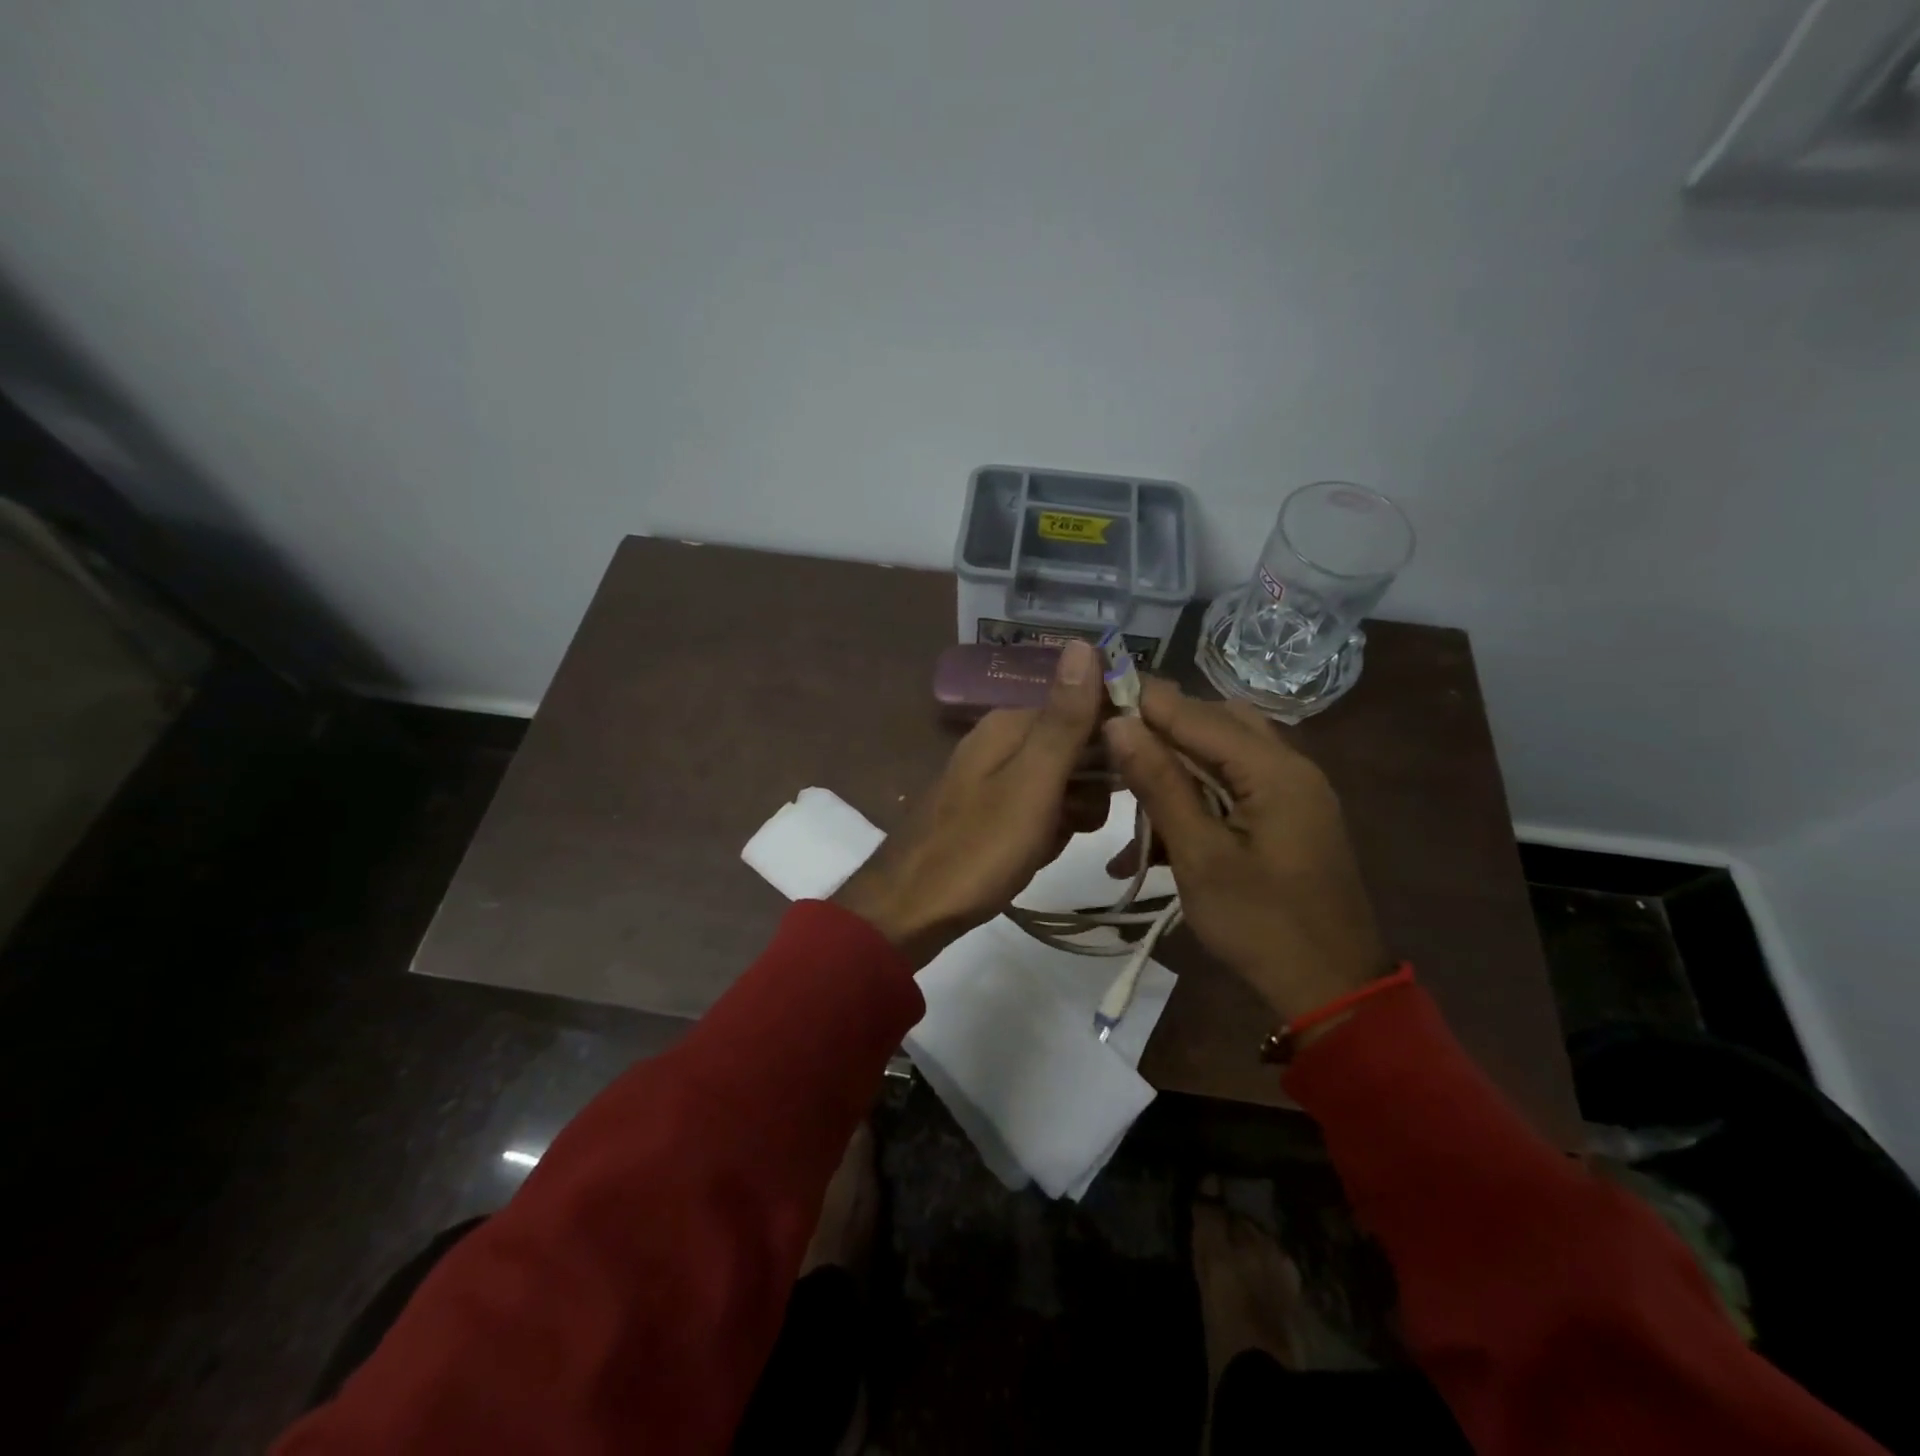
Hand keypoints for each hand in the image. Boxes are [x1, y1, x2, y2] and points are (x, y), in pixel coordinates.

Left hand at [835, 640, 1109, 965]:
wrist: (910, 911)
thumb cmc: (977, 849)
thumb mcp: (1033, 783)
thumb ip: (1064, 719)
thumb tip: (1085, 643)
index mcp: (1010, 724)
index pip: (1086, 707)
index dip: (1114, 740)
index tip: (1129, 778)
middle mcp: (1001, 741)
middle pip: (1076, 747)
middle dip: (1089, 788)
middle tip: (1075, 822)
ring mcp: (993, 778)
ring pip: (1062, 784)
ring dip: (1070, 815)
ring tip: (1050, 843)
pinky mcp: (990, 811)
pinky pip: (1039, 811)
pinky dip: (1046, 833)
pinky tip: (1035, 855)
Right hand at [1102, 679, 1388, 1023]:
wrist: (1331, 988)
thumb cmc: (1261, 924)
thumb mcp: (1200, 855)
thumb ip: (1160, 783)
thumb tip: (1119, 723)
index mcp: (1273, 769)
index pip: (1196, 713)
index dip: (1144, 701)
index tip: (1093, 695)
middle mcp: (1289, 766)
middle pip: (1214, 723)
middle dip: (1159, 731)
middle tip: (1108, 746)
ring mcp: (1292, 791)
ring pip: (1222, 755)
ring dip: (1174, 767)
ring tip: (1126, 789)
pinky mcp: (1287, 816)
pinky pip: (1234, 786)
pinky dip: (1195, 798)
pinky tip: (1154, 834)